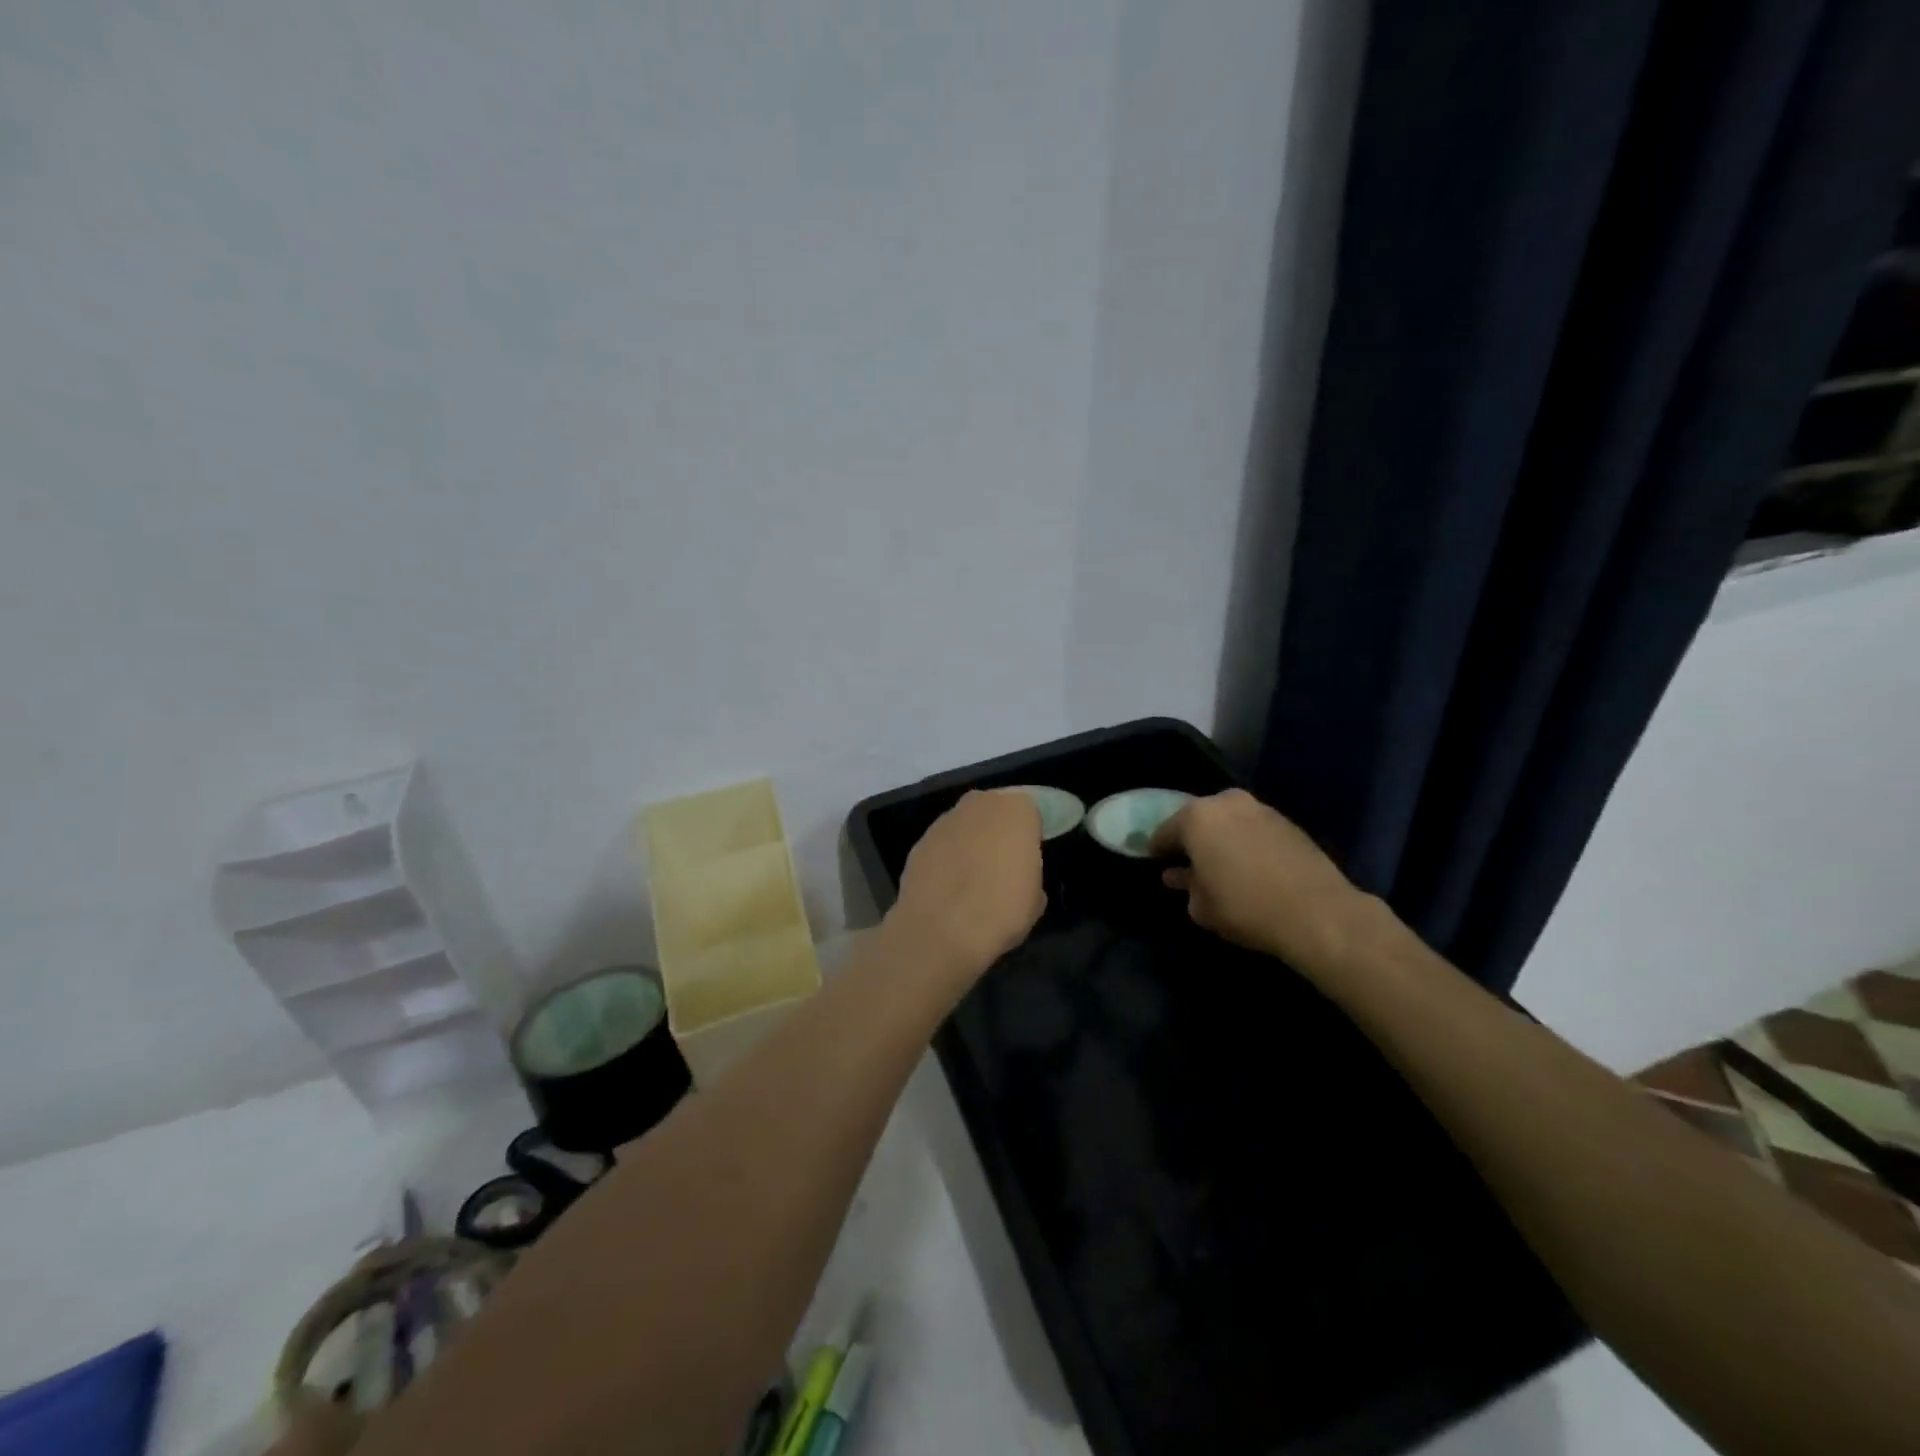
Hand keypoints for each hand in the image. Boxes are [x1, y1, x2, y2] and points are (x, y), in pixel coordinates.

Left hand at [887, 790, 1045, 978]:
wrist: (941, 930)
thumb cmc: (1001, 910)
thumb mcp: (1035, 897)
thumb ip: (1028, 869)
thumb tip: (1016, 873)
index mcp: (1016, 810)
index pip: (1029, 812)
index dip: (1029, 836)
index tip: (1028, 859)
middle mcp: (979, 804)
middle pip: (994, 811)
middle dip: (998, 831)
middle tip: (1002, 863)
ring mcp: (945, 820)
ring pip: (965, 825)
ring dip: (970, 842)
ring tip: (972, 877)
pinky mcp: (920, 841)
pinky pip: (942, 844)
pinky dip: (946, 857)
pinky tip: (948, 886)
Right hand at [1150, 789, 1376, 969]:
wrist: (1318, 913)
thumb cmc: (1245, 908)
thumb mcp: (1202, 906)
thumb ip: (1186, 885)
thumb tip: (1179, 876)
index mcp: (1197, 817)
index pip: (1165, 831)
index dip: (1157, 849)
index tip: (1155, 862)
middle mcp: (1226, 802)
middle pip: (1198, 819)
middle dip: (1191, 839)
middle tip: (1187, 862)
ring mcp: (1260, 808)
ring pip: (1228, 821)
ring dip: (1220, 839)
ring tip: (1220, 864)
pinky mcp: (1287, 822)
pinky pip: (1252, 828)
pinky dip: (1244, 842)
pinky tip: (1247, 865)